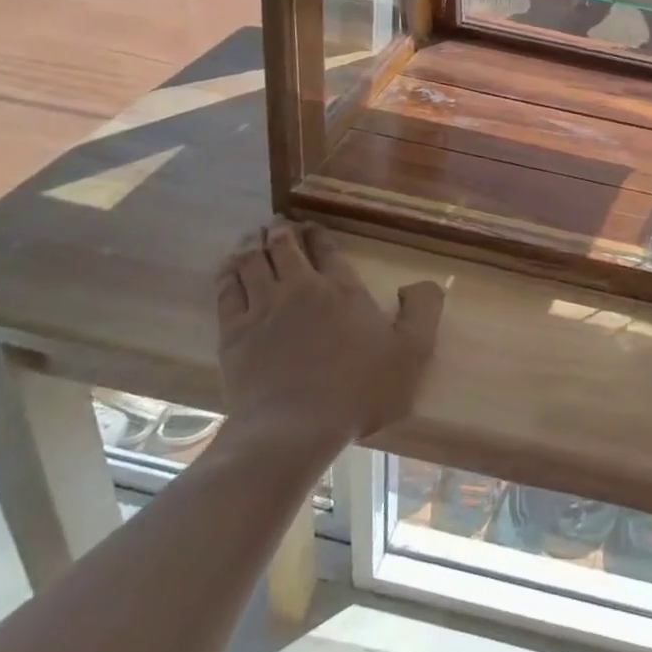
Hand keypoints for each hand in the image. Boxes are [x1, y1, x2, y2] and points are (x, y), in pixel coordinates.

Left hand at [214, 220, 443, 457]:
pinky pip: (227, 289)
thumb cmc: (359, 391)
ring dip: (253, 243)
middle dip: (282, 229)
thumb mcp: (412, 353)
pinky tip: (229, 267)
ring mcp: (263, 308)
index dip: (319, 234)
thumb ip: (423, 312)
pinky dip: (228, 272)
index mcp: (343, 289)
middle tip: (279, 222)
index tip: (312, 227)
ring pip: (252, 261)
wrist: (294, 429)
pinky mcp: (234, 332)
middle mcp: (301, 288)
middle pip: (285, 246)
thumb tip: (422, 283)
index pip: (328, 249)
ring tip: (253, 235)